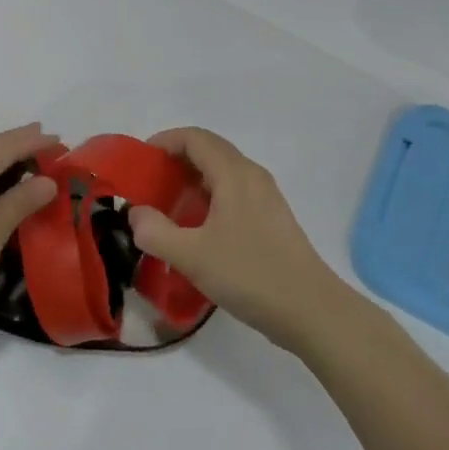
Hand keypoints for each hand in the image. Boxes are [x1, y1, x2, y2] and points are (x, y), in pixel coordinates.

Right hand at [127, 128, 347, 350]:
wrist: (312, 311)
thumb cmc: (250, 275)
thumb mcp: (191, 256)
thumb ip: (154, 232)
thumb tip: (136, 214)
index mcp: (234, 174)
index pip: (195, 138)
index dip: (164, 141)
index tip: (140, 161)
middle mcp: (252, 176)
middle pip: (210, 151)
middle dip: (176, 161)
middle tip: (150, 185)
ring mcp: (266, 197)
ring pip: (223, 173)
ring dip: (193, 181)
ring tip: (169, 209)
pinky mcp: (272, 220)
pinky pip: (234, 193)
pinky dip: (210, 198)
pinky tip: (198, 231)